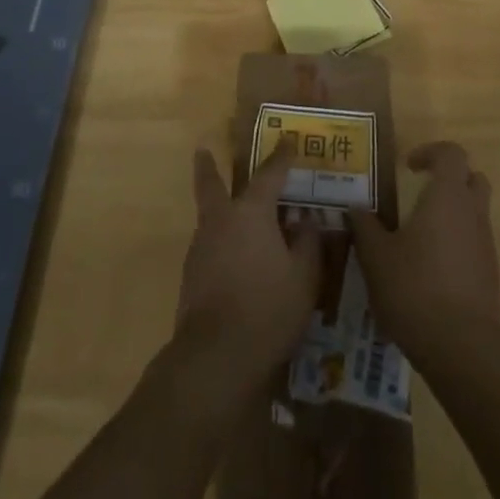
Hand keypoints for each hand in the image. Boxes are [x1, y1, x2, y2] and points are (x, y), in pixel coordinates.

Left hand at [176, 147, 321, 384]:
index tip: (289, 140)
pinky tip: (233, 260)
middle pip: (211, 184)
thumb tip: (305, 219)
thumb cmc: (267, 309)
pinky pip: (210, 247)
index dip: (281, 157)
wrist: (215, 358)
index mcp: (251, 212)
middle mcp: (221, 220)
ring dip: (218, 209)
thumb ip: (308, 242)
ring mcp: (201, 248)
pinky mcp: (191, 277)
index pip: (269, 174)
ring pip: (209, 217)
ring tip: (234, 214)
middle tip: (203, 149)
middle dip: (209, 166)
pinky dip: (221, 244)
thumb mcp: (304, 276)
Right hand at [348, 141, 499, 362]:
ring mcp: (486, 246)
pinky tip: (432, 271)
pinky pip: (476, 245)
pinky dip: (458, 246)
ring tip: (421, 236)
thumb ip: (365, 227)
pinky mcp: (491, 276)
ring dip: (453, 215)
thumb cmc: (415, 288)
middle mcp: (472, 213)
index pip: (451, 153)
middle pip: (473, 179)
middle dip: (450, 180)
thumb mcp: (377, 257)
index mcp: (447, 196)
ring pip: (475, 214)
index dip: (431, 152)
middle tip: (422, 193)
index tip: (408, 167)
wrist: (463, 349)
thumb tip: (355, 208)